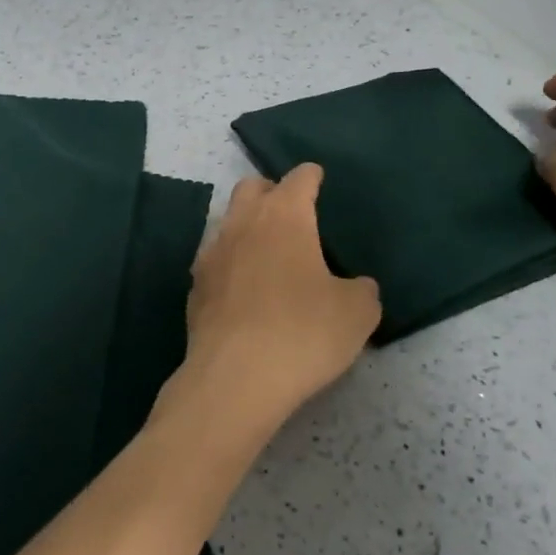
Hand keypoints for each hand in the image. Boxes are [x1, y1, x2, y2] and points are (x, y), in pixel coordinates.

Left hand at [159, 165, 380, 447]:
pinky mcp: (195, 288)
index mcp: (284, 216)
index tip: (317, 179)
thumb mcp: (356, 313)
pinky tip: (244, 291)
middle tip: (291, 213)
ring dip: (247, 228)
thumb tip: (355, 287)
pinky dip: (231, 265)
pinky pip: (215, 261)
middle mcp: (242, 224)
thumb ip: (361, 290)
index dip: (311, 177)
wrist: (236, 378)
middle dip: (271, 192)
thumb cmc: (303, 333)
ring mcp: (212, 254)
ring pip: (228, 223)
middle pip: (251, 188)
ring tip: (268, 254)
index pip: (298, 179)